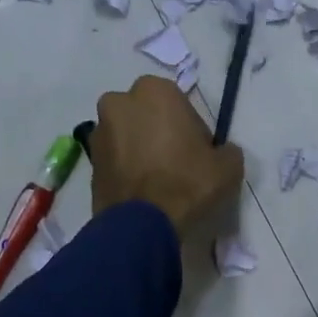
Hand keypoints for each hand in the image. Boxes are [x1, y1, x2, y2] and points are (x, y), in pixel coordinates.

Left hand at [89, 75, 242, 237]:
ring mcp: (99, 131)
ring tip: (157, 181)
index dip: (192, 129)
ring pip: (128, 136)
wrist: (142, 225)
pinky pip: (115, 159)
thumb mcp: (228, 166)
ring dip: (141, 150)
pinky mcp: (88, 161)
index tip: (199, 153)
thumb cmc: (187, 184)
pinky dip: (127, 169)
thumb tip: (220, 152)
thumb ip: (226, 150)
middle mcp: (119, 101)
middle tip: (177, 164)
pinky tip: (142, 192)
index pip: (180, 104)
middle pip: (148, 116)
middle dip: (160, 133)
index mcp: (154, 91)